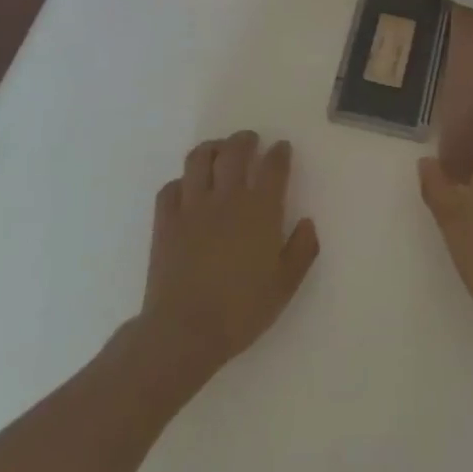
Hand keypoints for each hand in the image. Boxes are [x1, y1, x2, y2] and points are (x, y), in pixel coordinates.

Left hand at [137, 131, 319, 388]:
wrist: (184, 331)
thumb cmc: (240, 311)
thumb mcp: (285, 286)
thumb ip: (301, 250)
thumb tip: (307, 222)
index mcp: (260, 210)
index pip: (273, 166)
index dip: (279, 152)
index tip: (282, 148)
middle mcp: (227, 197)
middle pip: (235, 151)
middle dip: (245, 140)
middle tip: (250, 141)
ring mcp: (192, 206)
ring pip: (199, 159)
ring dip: (211, 149)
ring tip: (218, 152)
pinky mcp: (165, 221)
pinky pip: (170, 187)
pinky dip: (181, 182)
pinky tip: (187, 189)